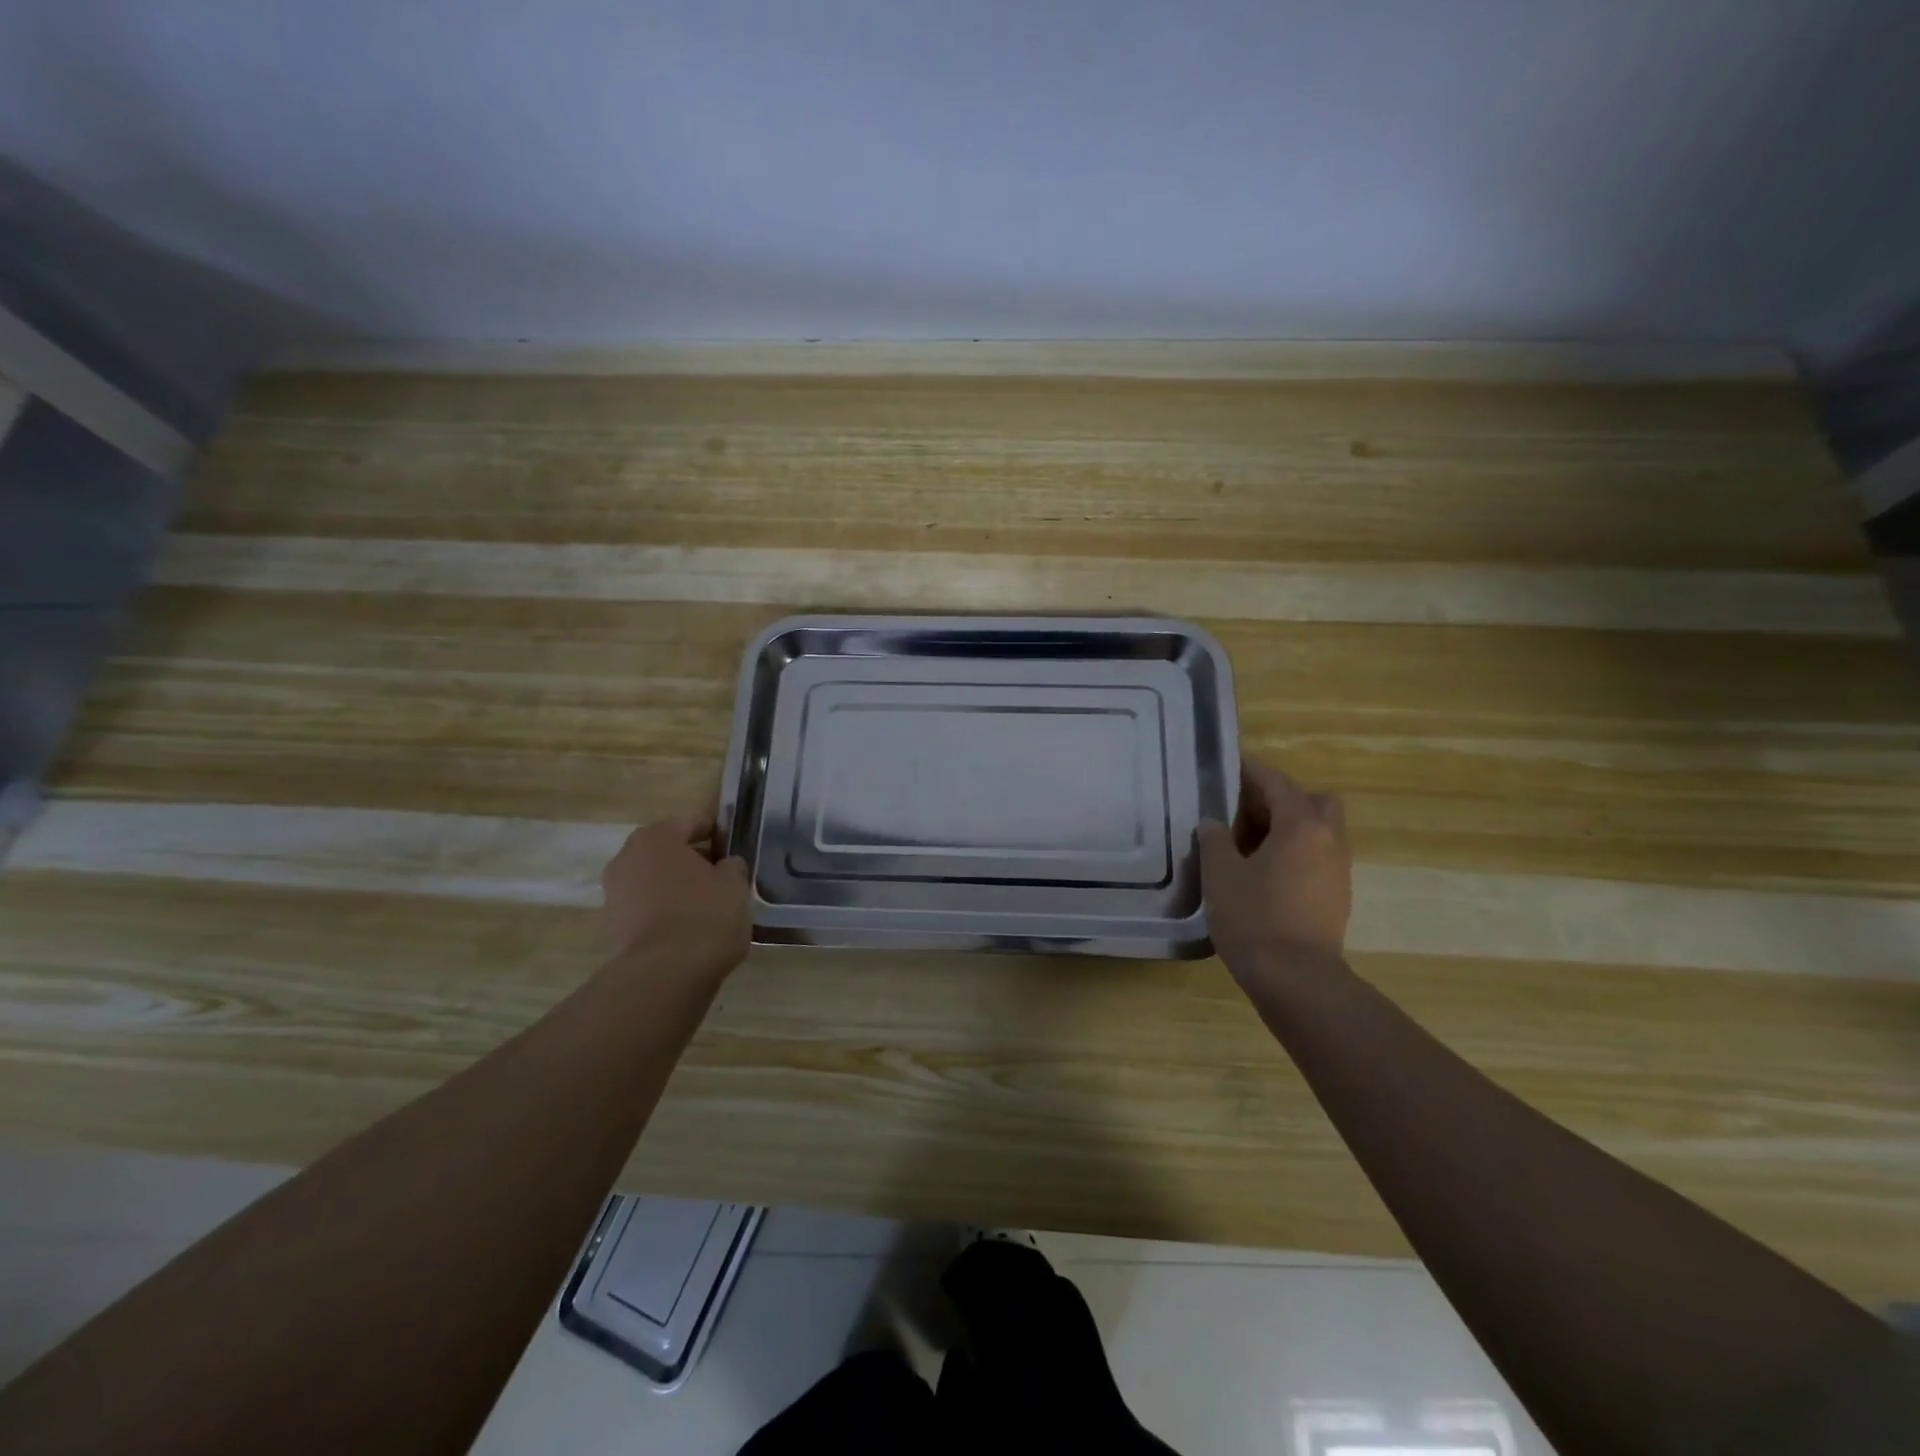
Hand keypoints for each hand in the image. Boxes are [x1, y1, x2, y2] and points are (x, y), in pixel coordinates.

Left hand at [601, 816, 751, 980]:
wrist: (666, 974)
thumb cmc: (705, 915)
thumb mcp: (735, 884)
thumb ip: (732, 866)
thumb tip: (725, 866)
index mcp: (656, 837)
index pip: (692, 822)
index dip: (717, 832)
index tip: (735, 845)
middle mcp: (627, 858)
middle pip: (668, 851)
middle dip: (693, 860)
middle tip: (723, 875)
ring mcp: (614, 893)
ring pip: (655, 880)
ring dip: (677, 886)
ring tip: (707, 904)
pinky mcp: (613, 927)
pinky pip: (646, 907)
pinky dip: (665, 910)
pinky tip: (689, 926)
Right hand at [1198, 758, 1351, 983]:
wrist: (1296, 979)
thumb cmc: (1254, 917)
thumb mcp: (1221, 873)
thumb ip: (1215, 840)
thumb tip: (1214, 823)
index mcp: (1302, 825)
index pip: (1278, 783)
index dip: (1253, 771)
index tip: (1231, 766)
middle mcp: (1329, 840)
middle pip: (1313, 801)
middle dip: (1282, 800)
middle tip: (1246, 813)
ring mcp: (1338, 870)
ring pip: (1319, 831)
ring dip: (1289, 828)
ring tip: (1249, 846)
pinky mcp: (1337, 897)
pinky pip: (1318, 857)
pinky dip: (1296, 853)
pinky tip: (1264, 874)